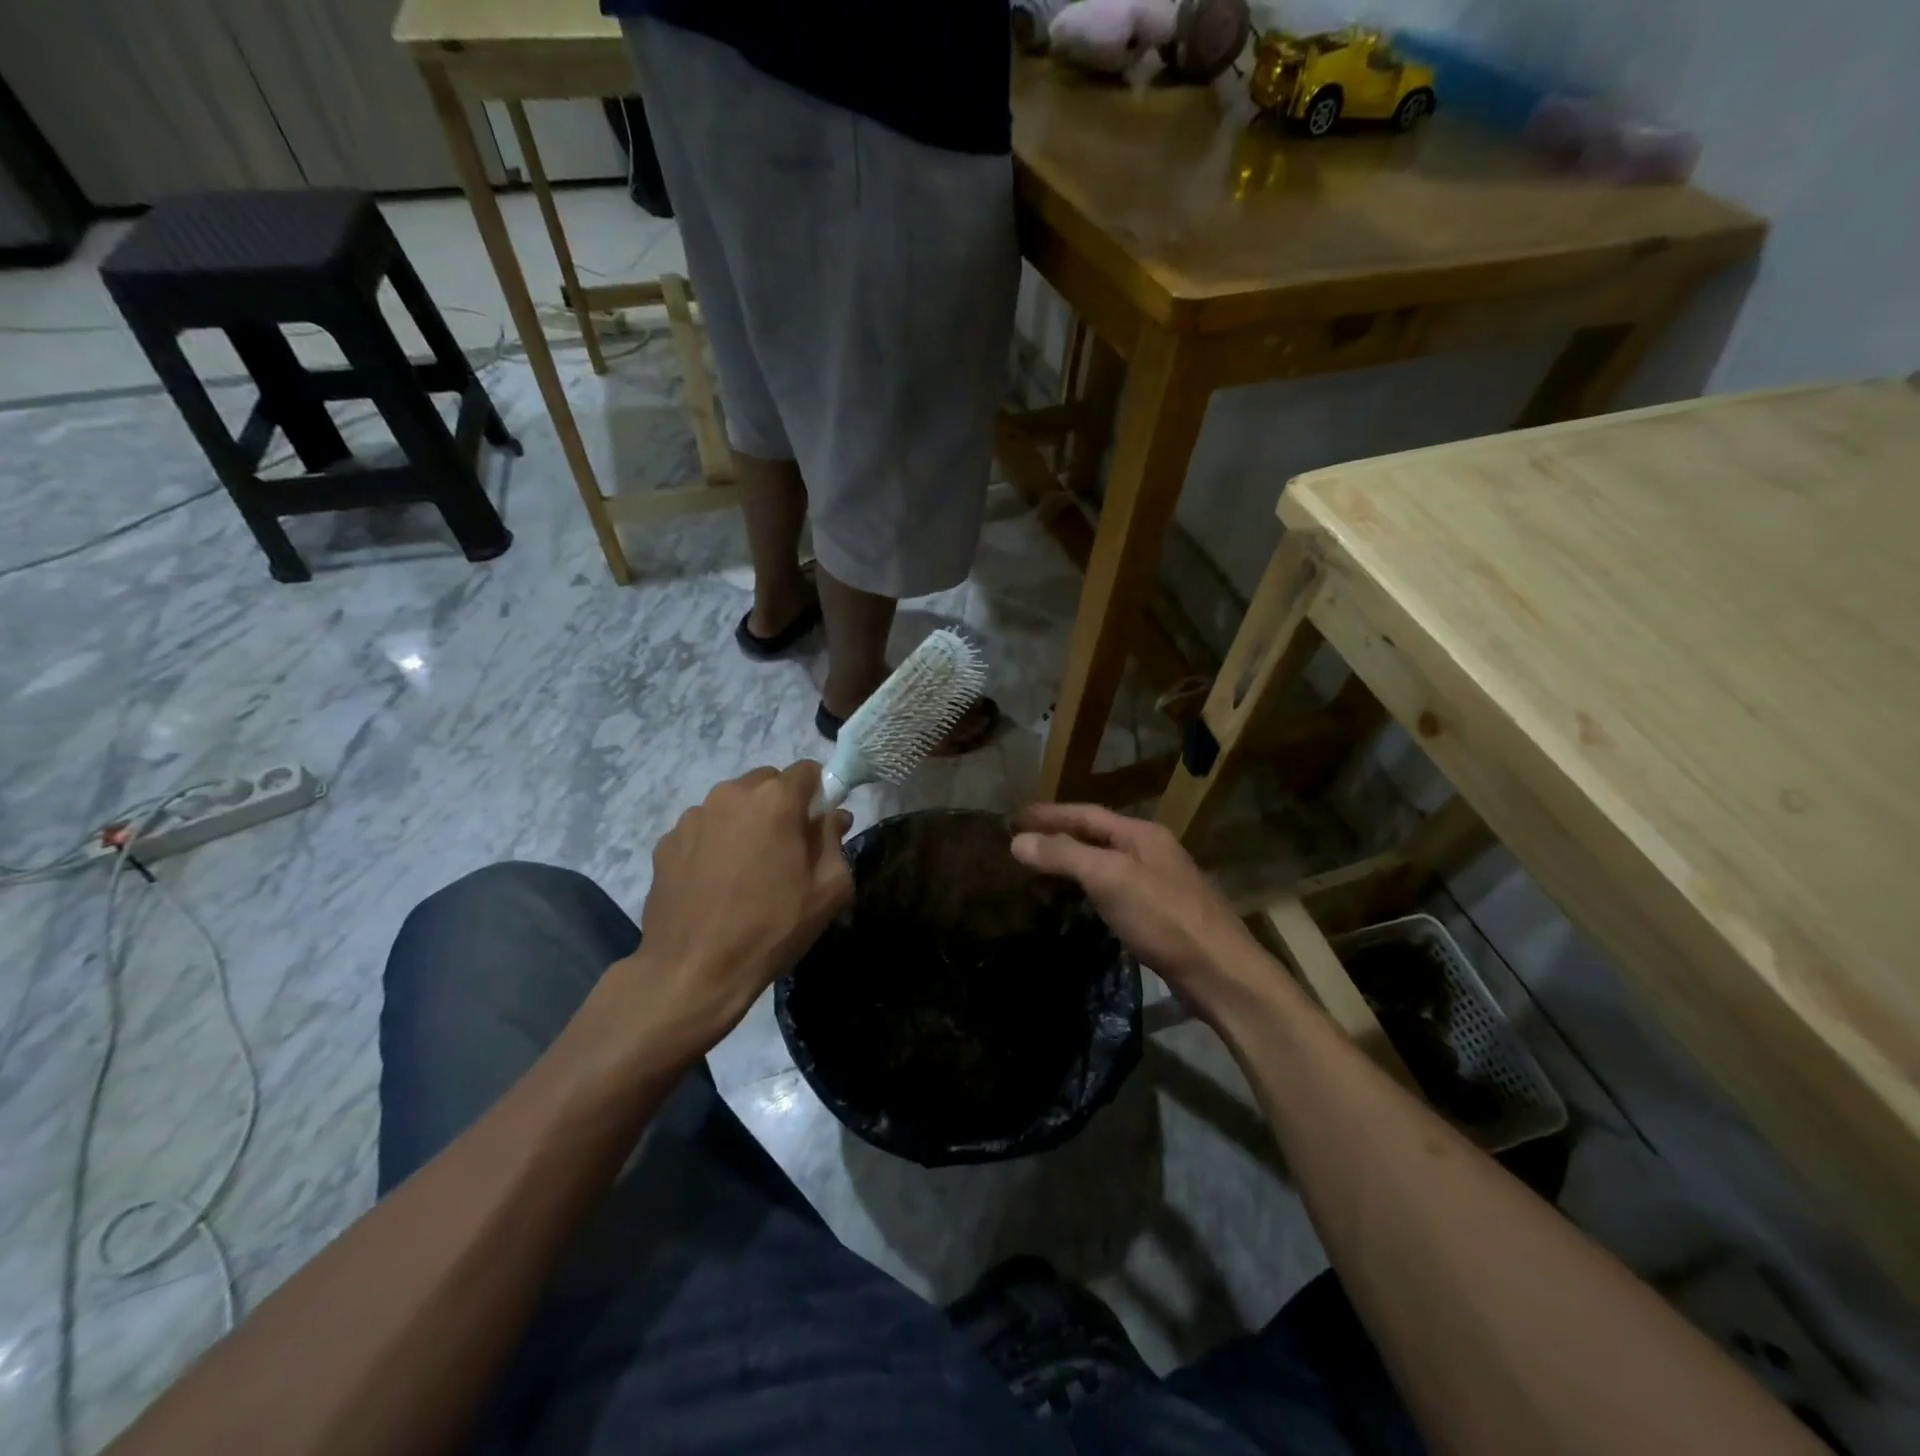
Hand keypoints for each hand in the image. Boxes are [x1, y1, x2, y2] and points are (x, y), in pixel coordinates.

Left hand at [610, 763, 852, 1064]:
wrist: (693, 970)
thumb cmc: (772, 927)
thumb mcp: (828, 890)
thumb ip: (834, 841)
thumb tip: (834, 816)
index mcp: (775, 799)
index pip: (808, 770)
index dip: (819, 794)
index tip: (820, 826)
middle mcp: (731, 794)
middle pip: (767, 783)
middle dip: (782, 806)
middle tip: (787, 849)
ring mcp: (693, 816)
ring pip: (733, 804)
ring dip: (747, 823)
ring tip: (747, 869)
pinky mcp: (667, 842)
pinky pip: (704, 828)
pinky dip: (716, 842)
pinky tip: (717, 882)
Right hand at [1011, 803, 1270, 1018]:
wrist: (1220, 973)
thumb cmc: (1163, 918)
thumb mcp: (1109, 879)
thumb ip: (1064, 856)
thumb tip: (1017, 841)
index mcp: (1142, 834)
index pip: (1087, 813)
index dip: (1050, 813)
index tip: (1015, 816)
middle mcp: (1152, 851)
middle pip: (1098, 835)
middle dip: (1060, 834)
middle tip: (1023, 840)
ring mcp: (1159, 883)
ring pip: (1107, 863)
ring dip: (1074, 861)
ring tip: (1042, 868)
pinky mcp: (1161, 915)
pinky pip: (1115, 889)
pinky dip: (1090, 888)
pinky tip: (1078, 902)